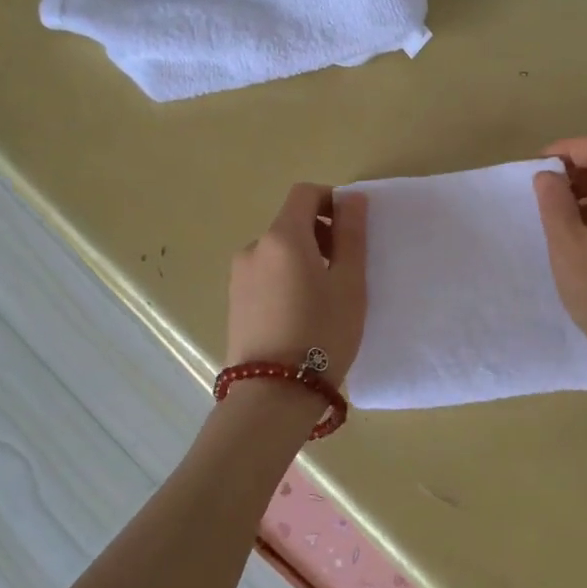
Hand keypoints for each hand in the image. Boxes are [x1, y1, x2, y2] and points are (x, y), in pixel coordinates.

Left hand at [226, 183, 367, 389]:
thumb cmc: (322, 333)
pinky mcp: (234, 300)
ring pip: (278, 250)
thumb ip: (351, 235)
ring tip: (323, 296)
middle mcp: (254, 248)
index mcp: (283, 237)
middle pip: (290, 222)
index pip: (305, 193)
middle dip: (320, 233)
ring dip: (303, 258)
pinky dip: (286, 278)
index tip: (351, 229)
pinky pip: (266, 273)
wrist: (273, 394)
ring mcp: (239, 275)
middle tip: (345, 268)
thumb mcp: (349, 283)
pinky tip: (300, 313)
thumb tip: (352, 198)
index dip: (331, 200)